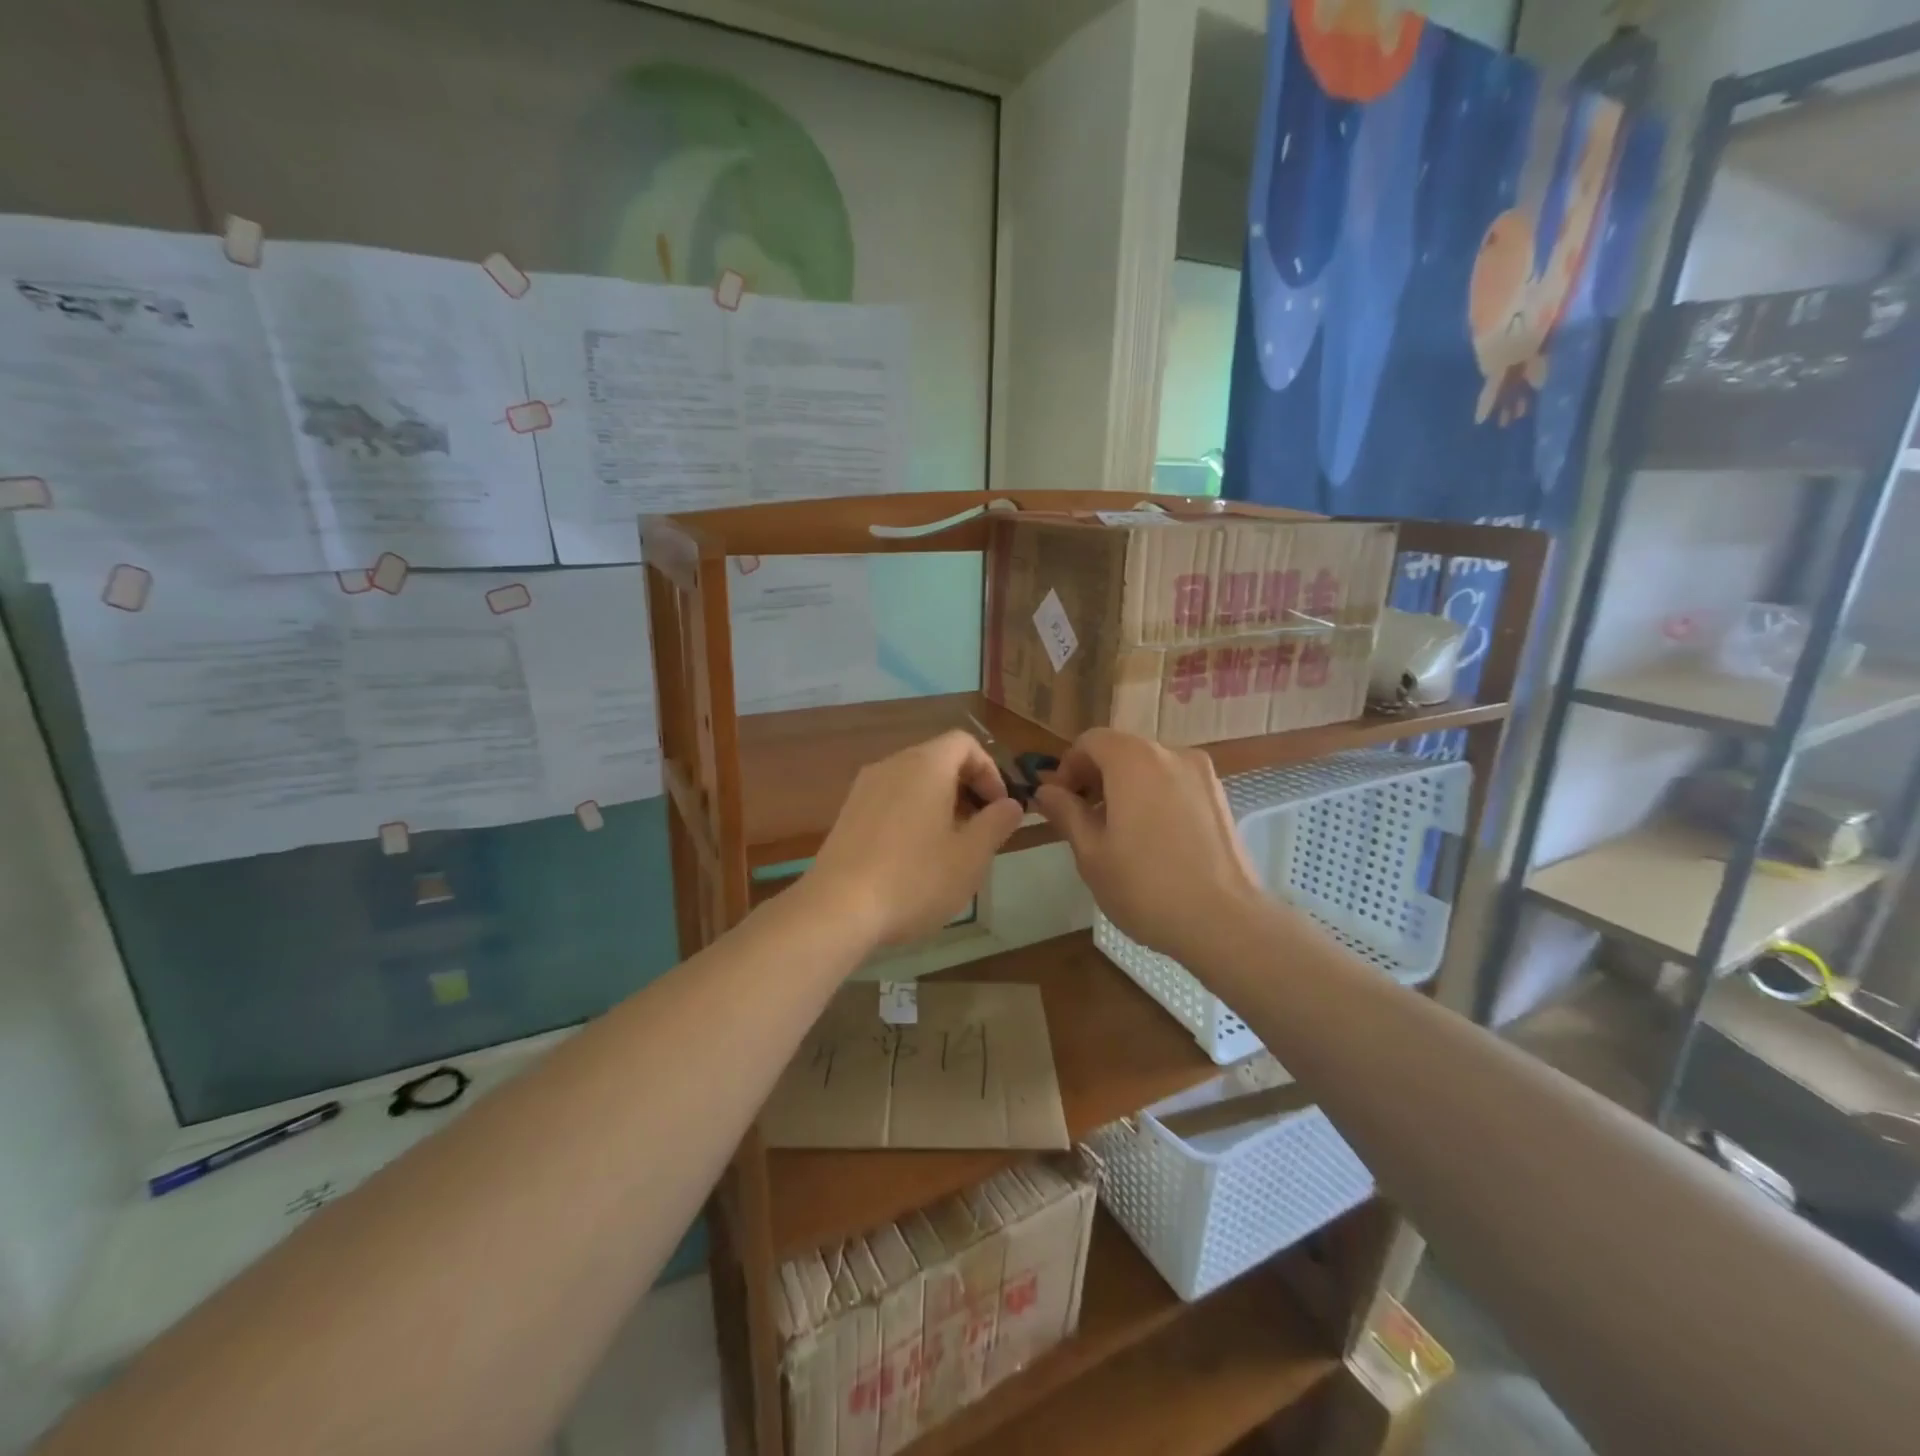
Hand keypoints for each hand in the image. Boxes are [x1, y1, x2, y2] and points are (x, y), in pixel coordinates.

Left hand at [806, 730, 1023, 947]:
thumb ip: (997, 823)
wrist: (837, 909)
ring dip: (940, 803)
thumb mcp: (970, 857)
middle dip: (967, 788)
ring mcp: (864, 788)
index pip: (965, 743)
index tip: (998, 808)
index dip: (990, 770)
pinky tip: (914, 857)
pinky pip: (891, 799)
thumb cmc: (914, 879)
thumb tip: (1011, 804)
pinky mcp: (848, 813)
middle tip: (980, 830)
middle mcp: (892, 765)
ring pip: (913, 780)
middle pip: (938, 759)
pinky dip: (912, 813)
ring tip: (950, 846)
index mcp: (926, 765)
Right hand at [1034, 729, 1264, 965]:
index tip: (1062, 804)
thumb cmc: (1145, 886)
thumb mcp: (1091, 853)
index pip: (1090, 741)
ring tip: (1118, 835)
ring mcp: (1202, 774)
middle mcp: (1171, 754)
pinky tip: (1152, 841)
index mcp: (1133, 759)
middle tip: (1084, 821)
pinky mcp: (1220, 797)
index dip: (1068, 768)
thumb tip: (1046, 790)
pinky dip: (1154, 798)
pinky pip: (1175, 784)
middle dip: (1096, 778)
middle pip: (1121, 750)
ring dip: (1125, 788)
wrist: (1223, 922)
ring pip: (1150, 768)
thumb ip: (1066, 812)